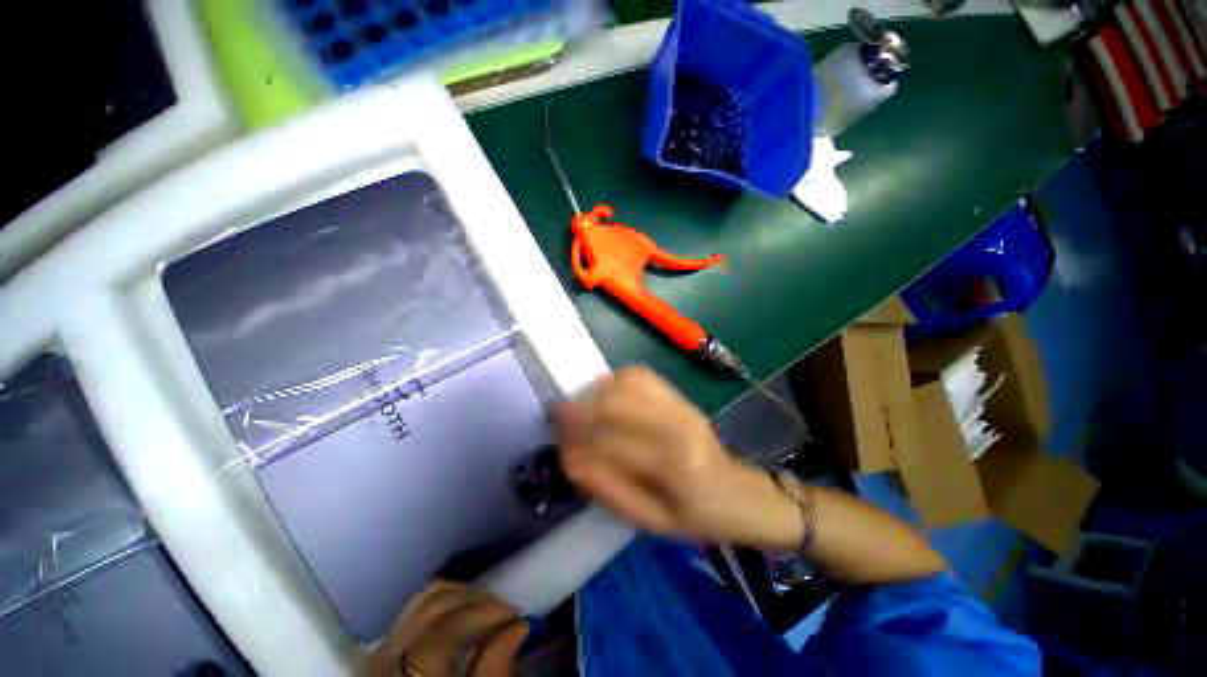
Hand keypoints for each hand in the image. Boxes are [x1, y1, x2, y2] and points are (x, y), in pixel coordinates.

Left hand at [366, 580, 527, 676]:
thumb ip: (493, 674)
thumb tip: (518, 626)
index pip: (440, 636)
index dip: (481, 616)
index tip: (515, 614)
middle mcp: (386, 666)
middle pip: (429, 611)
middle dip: (474, 600)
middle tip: (504, 608)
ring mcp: (380, 656)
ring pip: (419, 603)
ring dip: (459, 596)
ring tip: (486, 606)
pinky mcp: (383, 651)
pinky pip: (410, 611)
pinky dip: (440, 601)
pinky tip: (461, 608)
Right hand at [555, 366, 797, 545]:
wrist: (735, 491)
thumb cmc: (693, 516)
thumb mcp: (648, 520)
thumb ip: (606, 488)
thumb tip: (571, 456)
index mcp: (673, 467)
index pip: (608, 445)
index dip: (575, 443)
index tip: (558, 443)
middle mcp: (677, 425)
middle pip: (615, 402)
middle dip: (580, 409)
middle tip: (563, 418)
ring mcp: (680, 404)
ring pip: (626, 381)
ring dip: (597, 392)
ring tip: (584, 407)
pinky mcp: (680, 394)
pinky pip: (640, 375)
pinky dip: (617, 381)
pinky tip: (610, 395)